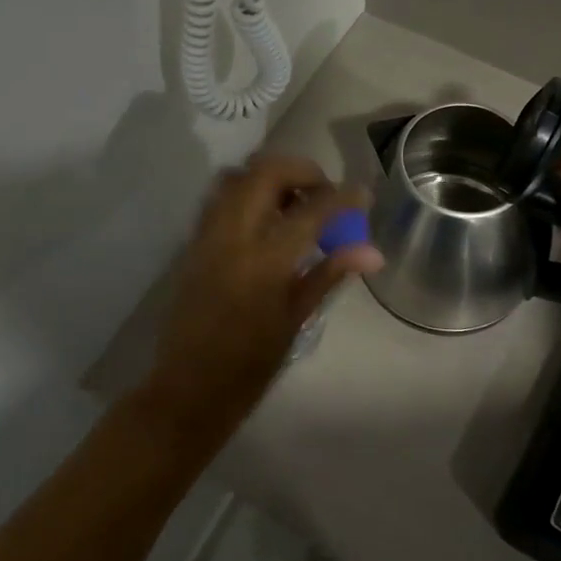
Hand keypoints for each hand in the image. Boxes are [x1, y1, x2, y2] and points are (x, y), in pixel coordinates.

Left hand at [141, 154, 382, 439]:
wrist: (189, 389)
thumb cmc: (250, 365)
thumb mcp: (295, 319)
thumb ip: (329, 274)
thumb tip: (372, 252)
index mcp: (265, 262)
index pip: (310, 210)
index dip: (342, 198)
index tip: (361, 194)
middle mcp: (232, 237)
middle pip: (266, 173)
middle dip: (302, 172)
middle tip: (323, 194)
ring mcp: (207, 236)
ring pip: (237, 176)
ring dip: (270, 178)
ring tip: (293, 203)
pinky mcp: (192, 243)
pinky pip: (219, 198)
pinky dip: (246, 193)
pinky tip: (264, 221)